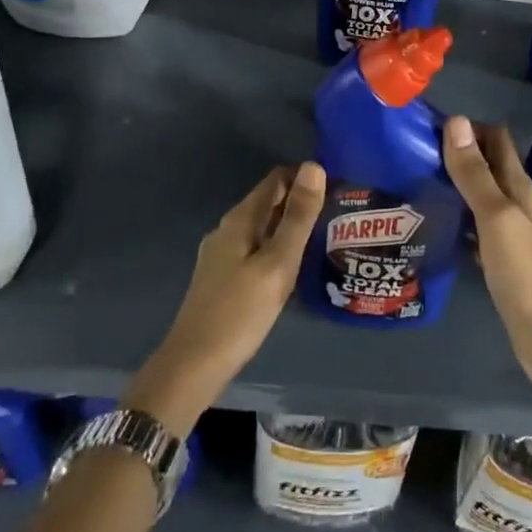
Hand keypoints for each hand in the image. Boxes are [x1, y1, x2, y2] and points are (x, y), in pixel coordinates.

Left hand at [125, 162, 326, 432]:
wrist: (193, 366)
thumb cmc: (240, 312)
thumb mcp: (278, 263)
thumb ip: (298, 216)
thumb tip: (314, 165)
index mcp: (240, 220)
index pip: (276, 179)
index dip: (306, 177)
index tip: (338, 186)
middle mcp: (228, 229)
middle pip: (269, 202)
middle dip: (301, 201)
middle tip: (338, 212)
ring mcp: (222, 255)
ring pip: (263, 227)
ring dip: (291, 226)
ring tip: (325, 236)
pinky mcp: (223, 277)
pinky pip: (256, 249)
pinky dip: (278, 247)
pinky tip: (295, 266)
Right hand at [440, 116, 531, 392]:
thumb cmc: (524, 270)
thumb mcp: (495, 216)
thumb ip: (474, 173)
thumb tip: (456, 121)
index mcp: (517, 186)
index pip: (495, 139)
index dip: (466, 127)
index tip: (428, 126)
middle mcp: (515, 202)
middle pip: (486, 165)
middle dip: (456, 153)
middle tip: (413, 153)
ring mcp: (508, 232)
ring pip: (479, 196)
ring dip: (454, 185)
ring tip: (415, 182)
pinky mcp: (500, 258)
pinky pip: (474, 227)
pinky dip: (456, 217)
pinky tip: (434, 223)